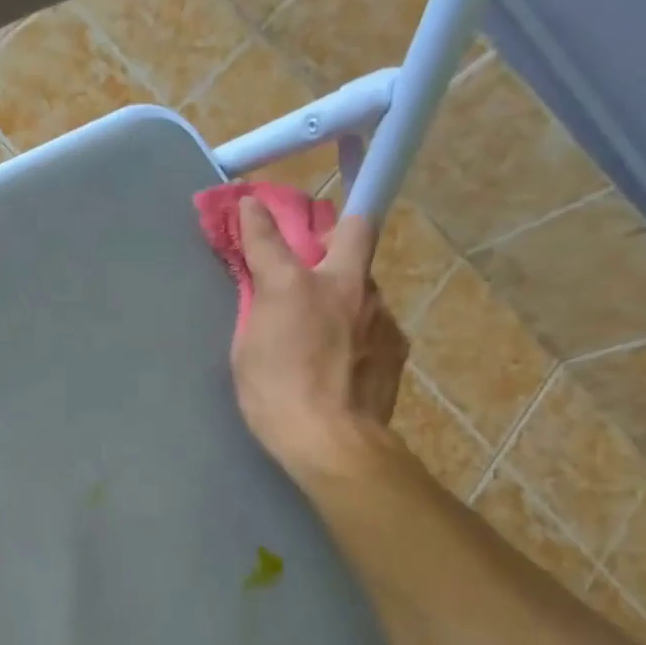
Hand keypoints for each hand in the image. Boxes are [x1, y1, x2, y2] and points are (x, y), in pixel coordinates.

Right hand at [231, 198, 408, 481]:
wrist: (332, 442)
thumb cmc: (274, 396)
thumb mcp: (247, 350)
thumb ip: (259, 309)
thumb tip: (266, 289)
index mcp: (293, 286)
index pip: (269, 235)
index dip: (257, 216)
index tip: (251, 202)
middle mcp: (344, 285)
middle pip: (355, 229)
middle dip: (338, 226)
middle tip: (322, 246)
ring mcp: (378, 311)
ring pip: (365, 282)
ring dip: (347, 290)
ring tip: (328, 326)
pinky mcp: (397, 341)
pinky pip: (375, 320)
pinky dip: (360, 328)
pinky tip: (346, 358)